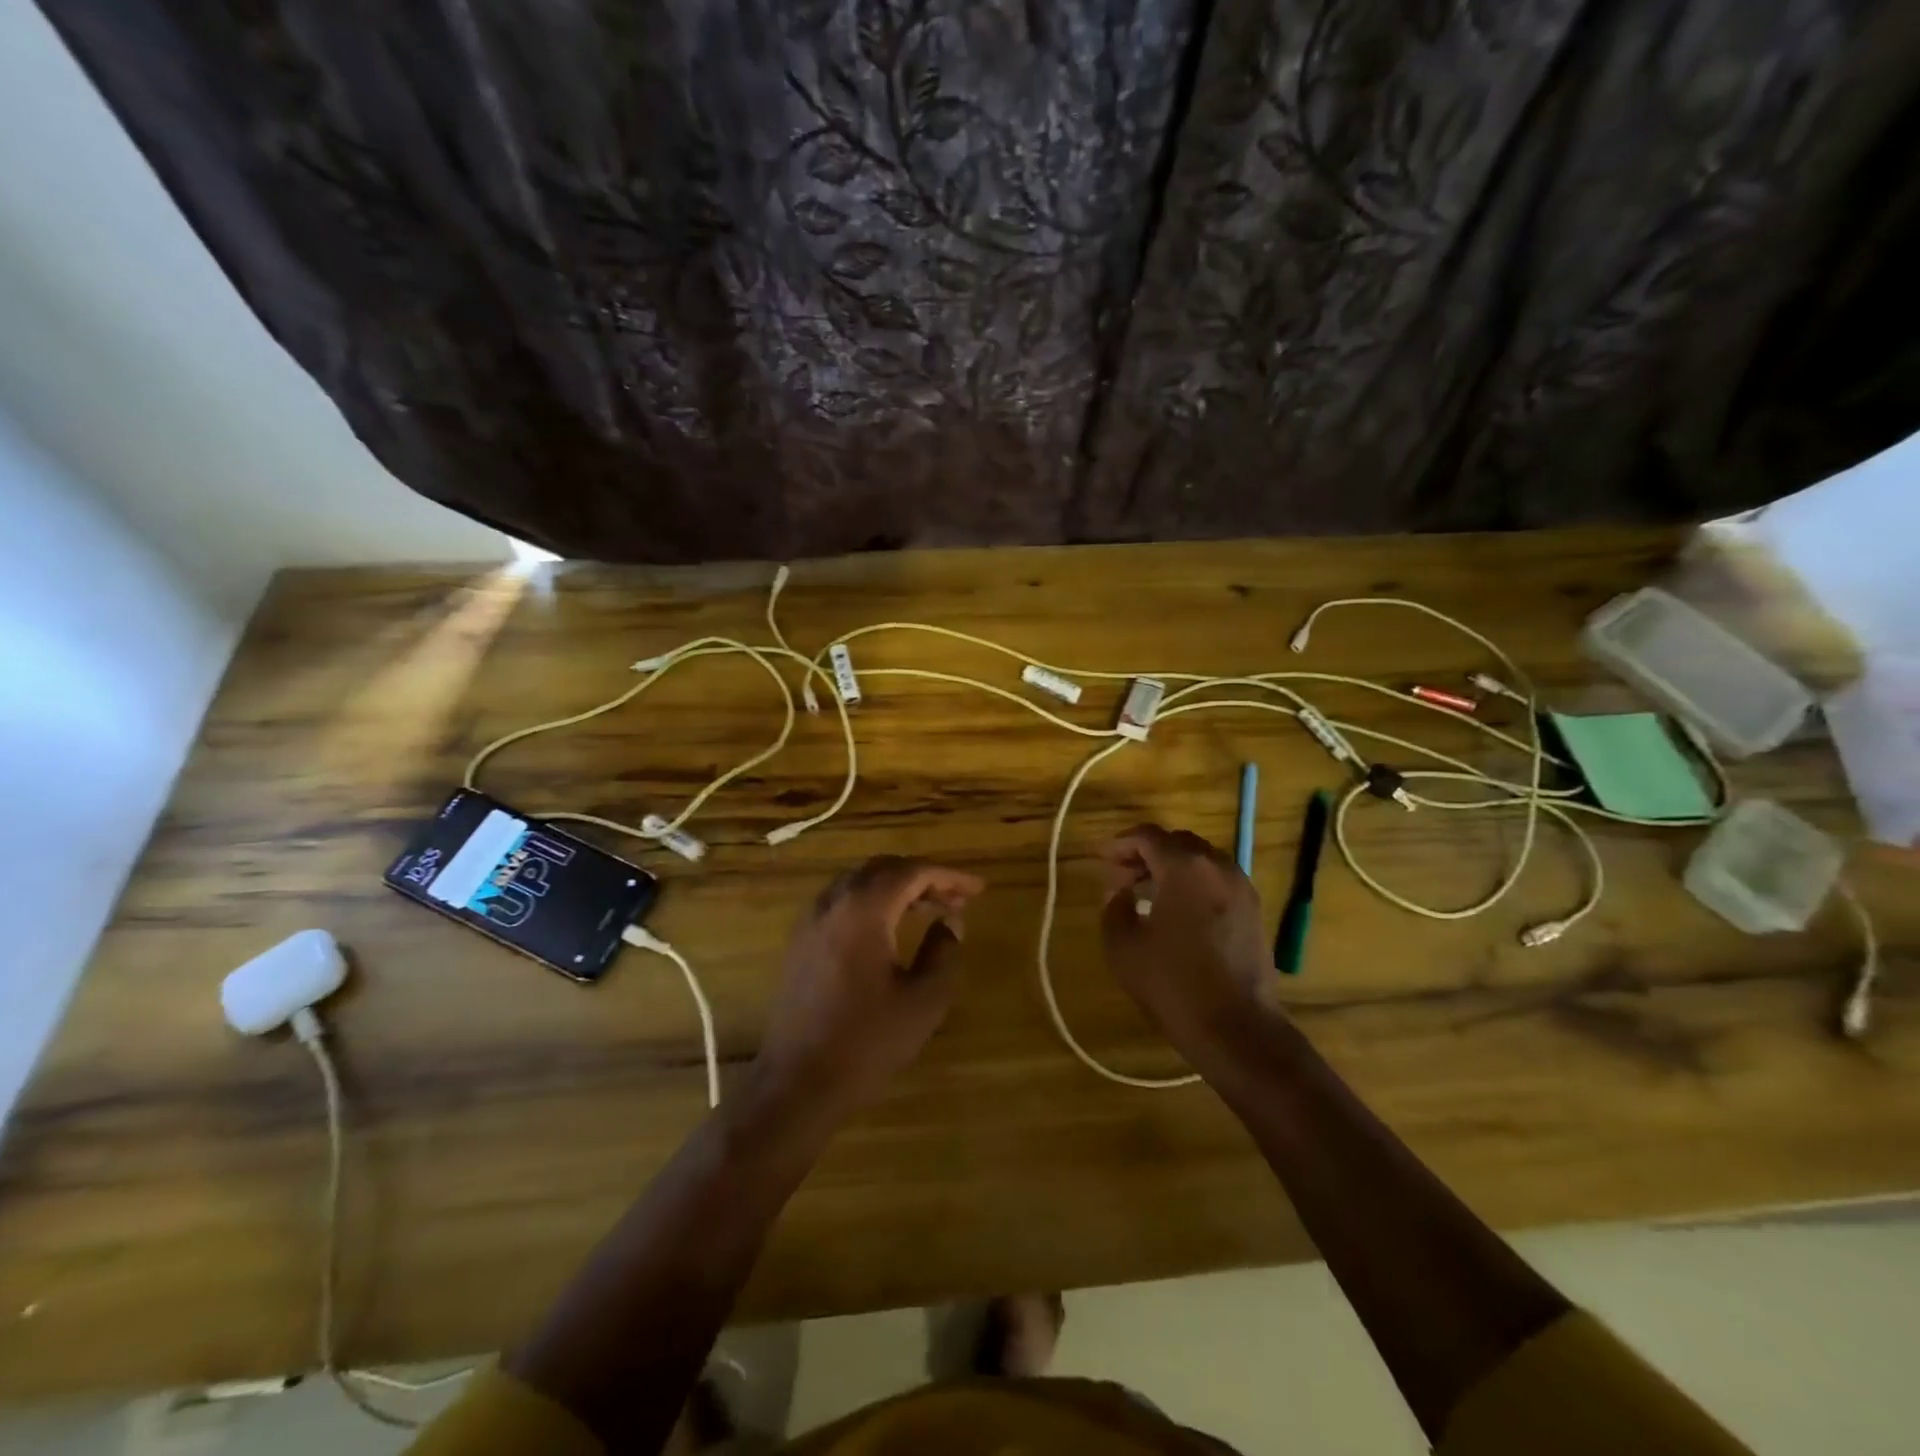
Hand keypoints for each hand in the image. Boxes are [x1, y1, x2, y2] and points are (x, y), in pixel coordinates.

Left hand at [754, 856, 985, 1116]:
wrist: (796, 1083)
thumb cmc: (866, 1042)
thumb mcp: (924, 1001)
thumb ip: (944, 953)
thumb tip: (949, 923)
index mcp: (863, 910)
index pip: (912, 872)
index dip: (949, 876)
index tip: (978, 889)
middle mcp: (833, 903)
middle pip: (883, 869)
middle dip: (923, 877)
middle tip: (956, 899)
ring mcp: (811, 920)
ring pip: (860, 883)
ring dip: (897, 887)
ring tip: (929, 909)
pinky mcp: (800, 941)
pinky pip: (842, 902)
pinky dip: (872, 902)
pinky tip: (890, 928)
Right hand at [1100, 824, 1276, 1054]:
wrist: (1236, 1029)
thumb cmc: (1172, 983)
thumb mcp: (1122, 944)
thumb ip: (1114, 906)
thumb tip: (1121, 893)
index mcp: (1185, 867)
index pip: (1148, 836)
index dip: (1120, 844)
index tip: (1101, 859)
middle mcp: (1218, 866)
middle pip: (1177, 843)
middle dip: (1146, 853)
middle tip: (1121, 876)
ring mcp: (1242, 888)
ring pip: (1201, 861)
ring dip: (1172, 868)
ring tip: (1147, 893)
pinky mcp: (1254, 912)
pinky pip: (1217, 881)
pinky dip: (1194, 884)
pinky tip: (1177, 912)